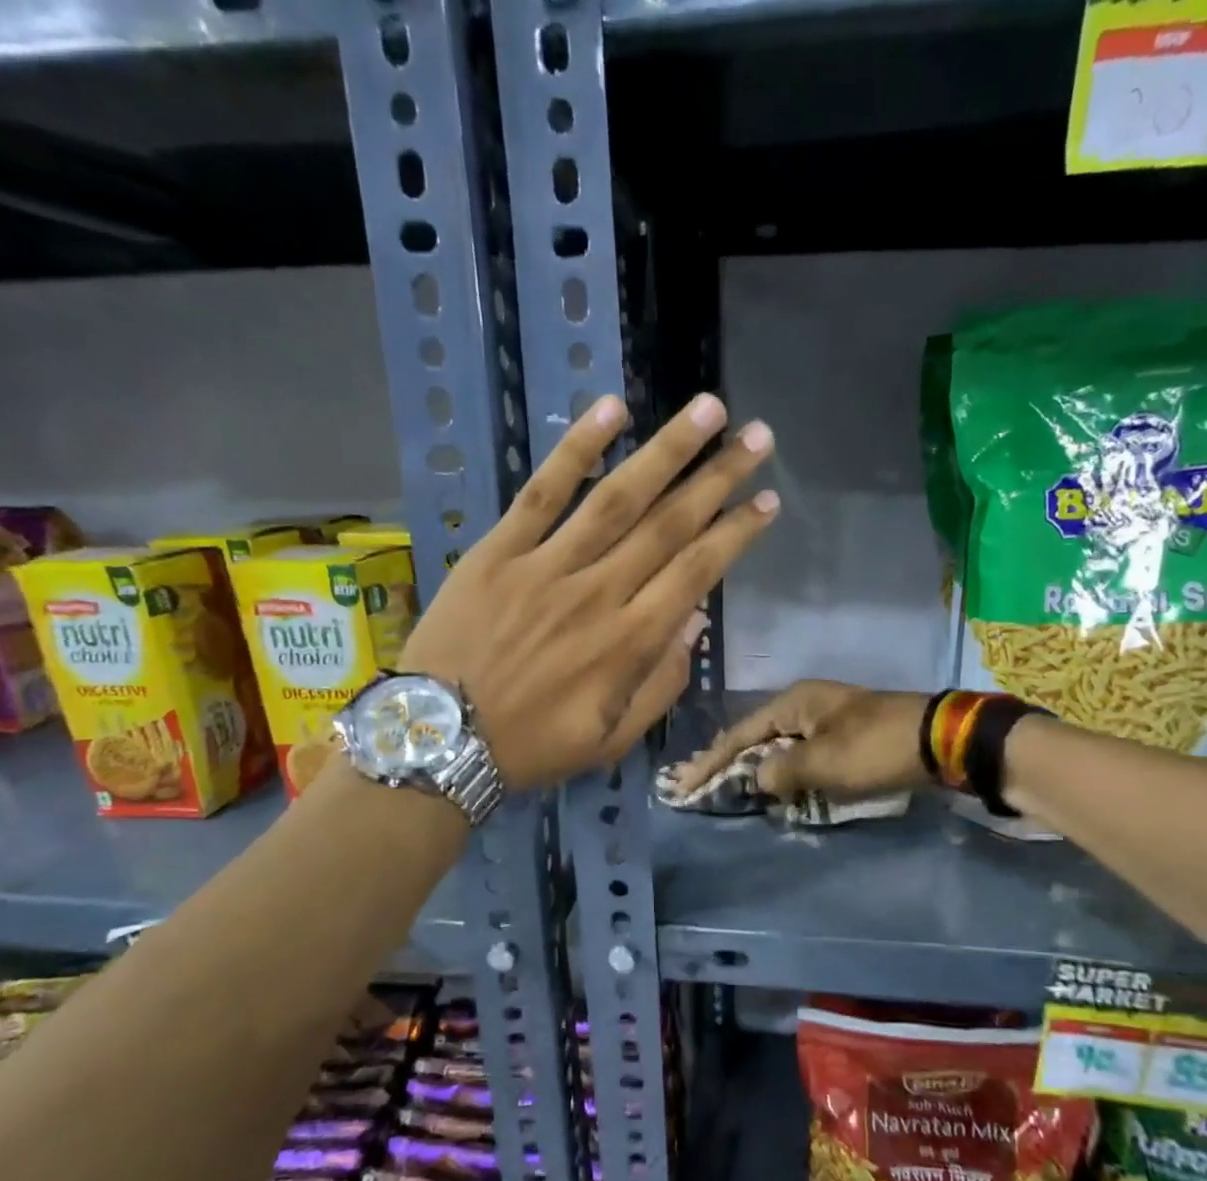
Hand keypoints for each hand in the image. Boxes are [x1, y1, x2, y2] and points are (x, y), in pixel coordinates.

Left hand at [400, 392, 778, 790]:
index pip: (696, 573)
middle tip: (757, 438)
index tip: (768, 501)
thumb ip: (660, 684)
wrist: (438, 739)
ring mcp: (546, 566)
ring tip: (707, 410)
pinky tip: (612, 410)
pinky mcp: (499, 551)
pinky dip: (576, 449)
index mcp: (628, 643)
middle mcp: (598, 593)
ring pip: (617, 498)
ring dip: (666, 450)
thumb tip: (694, 620)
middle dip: (718, 478)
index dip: (735, 534)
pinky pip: (542, 493)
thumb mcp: (611, 739)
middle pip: (668, 525)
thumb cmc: (532, 746)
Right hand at [671, 680, 929, 800]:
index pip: (740, 733)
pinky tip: (774, 787)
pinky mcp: (846, 736)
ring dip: (756, 768)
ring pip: (779, 746)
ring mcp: (827, 719)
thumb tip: (756, 778)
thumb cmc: (875, 747)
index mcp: (794, 702)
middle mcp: (806, 704)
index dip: (710, 761)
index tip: (683, 785)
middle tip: (696, 785)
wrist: (940, 739)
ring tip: (727, 787)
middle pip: (756, 736)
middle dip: (727, 762)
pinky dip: (785, 771)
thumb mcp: (822, 762)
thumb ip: (780, 771)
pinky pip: (803, 754)